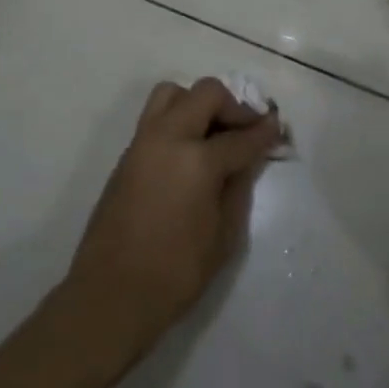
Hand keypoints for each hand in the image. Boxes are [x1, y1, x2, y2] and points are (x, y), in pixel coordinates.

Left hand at [63, 79, 281, 358]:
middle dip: (233, 106)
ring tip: (213, 133)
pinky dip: (179, 119)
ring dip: (199, 103)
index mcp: (197, 160)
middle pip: (206, 94)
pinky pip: (156, 117)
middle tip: (246, 129)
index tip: (277, 126)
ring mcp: (142, 142)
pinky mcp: (127, 154)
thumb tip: (248, 159)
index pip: (240, 136)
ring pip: (173, 94)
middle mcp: (168, 138)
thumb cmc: (175, 273)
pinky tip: (191, 151)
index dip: (264, 132)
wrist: (111, 294)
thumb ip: (238, 188)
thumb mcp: (223, 236)